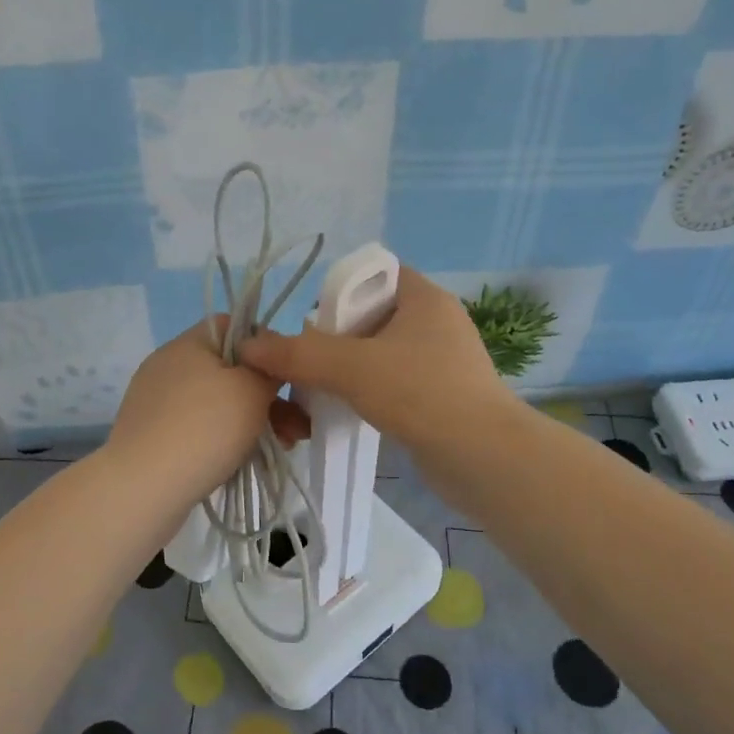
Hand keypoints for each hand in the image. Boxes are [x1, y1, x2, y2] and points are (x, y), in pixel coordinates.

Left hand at [109, 319, 307, 503]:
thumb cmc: (205, 428)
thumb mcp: (252, 390)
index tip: (286, 374)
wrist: (144, 488)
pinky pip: (199, 429)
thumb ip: (269, 369)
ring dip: (253, 421)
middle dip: (267, 395)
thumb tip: (268, 365)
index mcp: (188, 344)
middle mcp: (168, 366)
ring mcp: (157, 403)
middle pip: (229, 369)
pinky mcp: (153, 436)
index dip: (264, 345)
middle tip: (297, 424)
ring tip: (284, 447)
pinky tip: (247, 461)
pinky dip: (225, 440)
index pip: (231, 326)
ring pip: (217, 404)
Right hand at [237, 267, 510, 448]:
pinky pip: (392, 383)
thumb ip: (297, 354)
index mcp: (423, 297)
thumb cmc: (420, 393)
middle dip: (334, 340)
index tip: (312, 323)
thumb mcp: (351, 367)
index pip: (373, 274)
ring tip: (319, 393)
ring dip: (346, 372)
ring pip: (378, 354)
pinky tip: (346, 413)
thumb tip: (248, 346)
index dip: (338, 291)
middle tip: (309, 364)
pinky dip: (366, 394)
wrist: (485, 458)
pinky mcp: (441, 396)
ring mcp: (441, 361)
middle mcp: (435, 322)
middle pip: (369, 317)